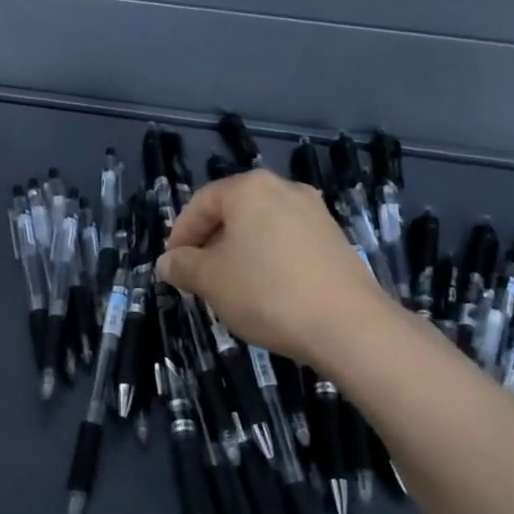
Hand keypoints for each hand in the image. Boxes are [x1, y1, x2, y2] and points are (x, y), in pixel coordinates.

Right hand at [157, 169, 387, 367]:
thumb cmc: (266, 292)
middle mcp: (284, 189)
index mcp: (249, 188)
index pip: (200, 203)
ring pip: (260, 227)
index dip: (180, 235)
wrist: (347, 325)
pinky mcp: (334, 239)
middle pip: (232, 212)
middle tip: (197, 278)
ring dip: (238, 253)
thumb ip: (182, 266)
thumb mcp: (211, 280)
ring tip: (229, 287)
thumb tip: (166, 263)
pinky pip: (287, 242)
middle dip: (209, 244)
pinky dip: (267, 259)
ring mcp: (314, 212)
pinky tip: (265, 291)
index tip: (172, 267)